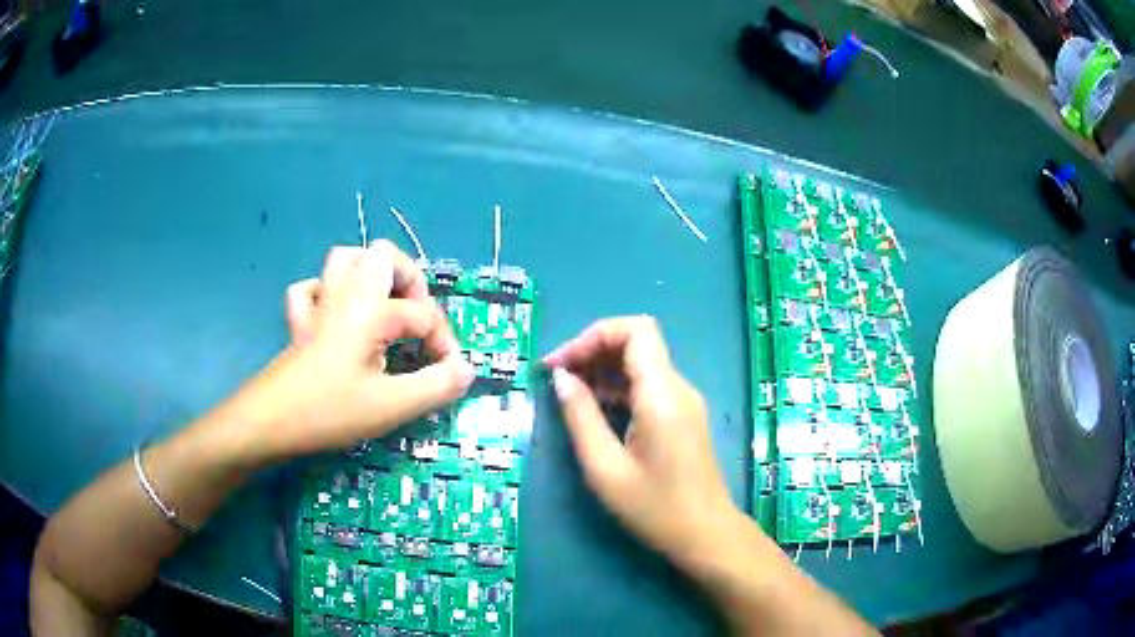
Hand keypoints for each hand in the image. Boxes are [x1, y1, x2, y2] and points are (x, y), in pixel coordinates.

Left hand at [221, 240, 474, 463]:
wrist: (267, 421)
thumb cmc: (329, 411)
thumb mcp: (391, 405)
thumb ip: (435, 385)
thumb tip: (466, 370)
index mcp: (371, 309)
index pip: (423, 314)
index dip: (444, 344)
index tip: (449, 376)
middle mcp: (346, 294)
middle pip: (383, 256)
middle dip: (410, 283)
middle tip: (417, 322)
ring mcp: (318, 305)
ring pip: (345, 260)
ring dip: (370, 276)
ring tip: (384, 308)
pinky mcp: (299, 323)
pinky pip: (313, 289)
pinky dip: (329, 294)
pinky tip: (337, 318)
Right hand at [544, 316, 744, 571]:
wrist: (706, 535)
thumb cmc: (654, 508)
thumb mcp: (605, 468)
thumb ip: (581, 417)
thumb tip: (562, 378)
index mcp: (662, 394)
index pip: (635, 330)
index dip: (594, 335)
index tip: (561, 364)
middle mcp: (678, 388)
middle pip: (636, 343)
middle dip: (593, 351)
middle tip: (557, 378)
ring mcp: (684, 402)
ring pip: (641, 364)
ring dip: (603, 370)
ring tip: (568, 395)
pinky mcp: (682, 417)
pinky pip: (648, 386)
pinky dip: (618, 387)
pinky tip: (595, 410)